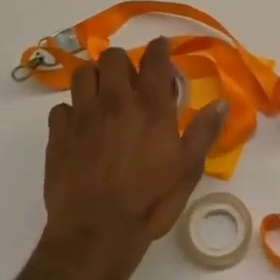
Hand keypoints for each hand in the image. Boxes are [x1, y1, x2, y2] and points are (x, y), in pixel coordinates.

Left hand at [44, 37, 227, 260]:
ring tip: (102, 95)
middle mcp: (115, 102)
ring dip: (95, 78)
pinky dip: (71, 111)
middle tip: (130, 80)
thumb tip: (222, 103)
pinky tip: (80, 127)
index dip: (159, 48)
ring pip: (83, 74)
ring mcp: (83, 116)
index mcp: (150, 107)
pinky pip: (61, 108)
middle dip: (123, 62)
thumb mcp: (187, 170)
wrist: (96, 232)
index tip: (161, 47)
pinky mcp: (58, 134)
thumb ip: (204, 132)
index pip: (155, 60)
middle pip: (113, 57)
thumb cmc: (149, 201)